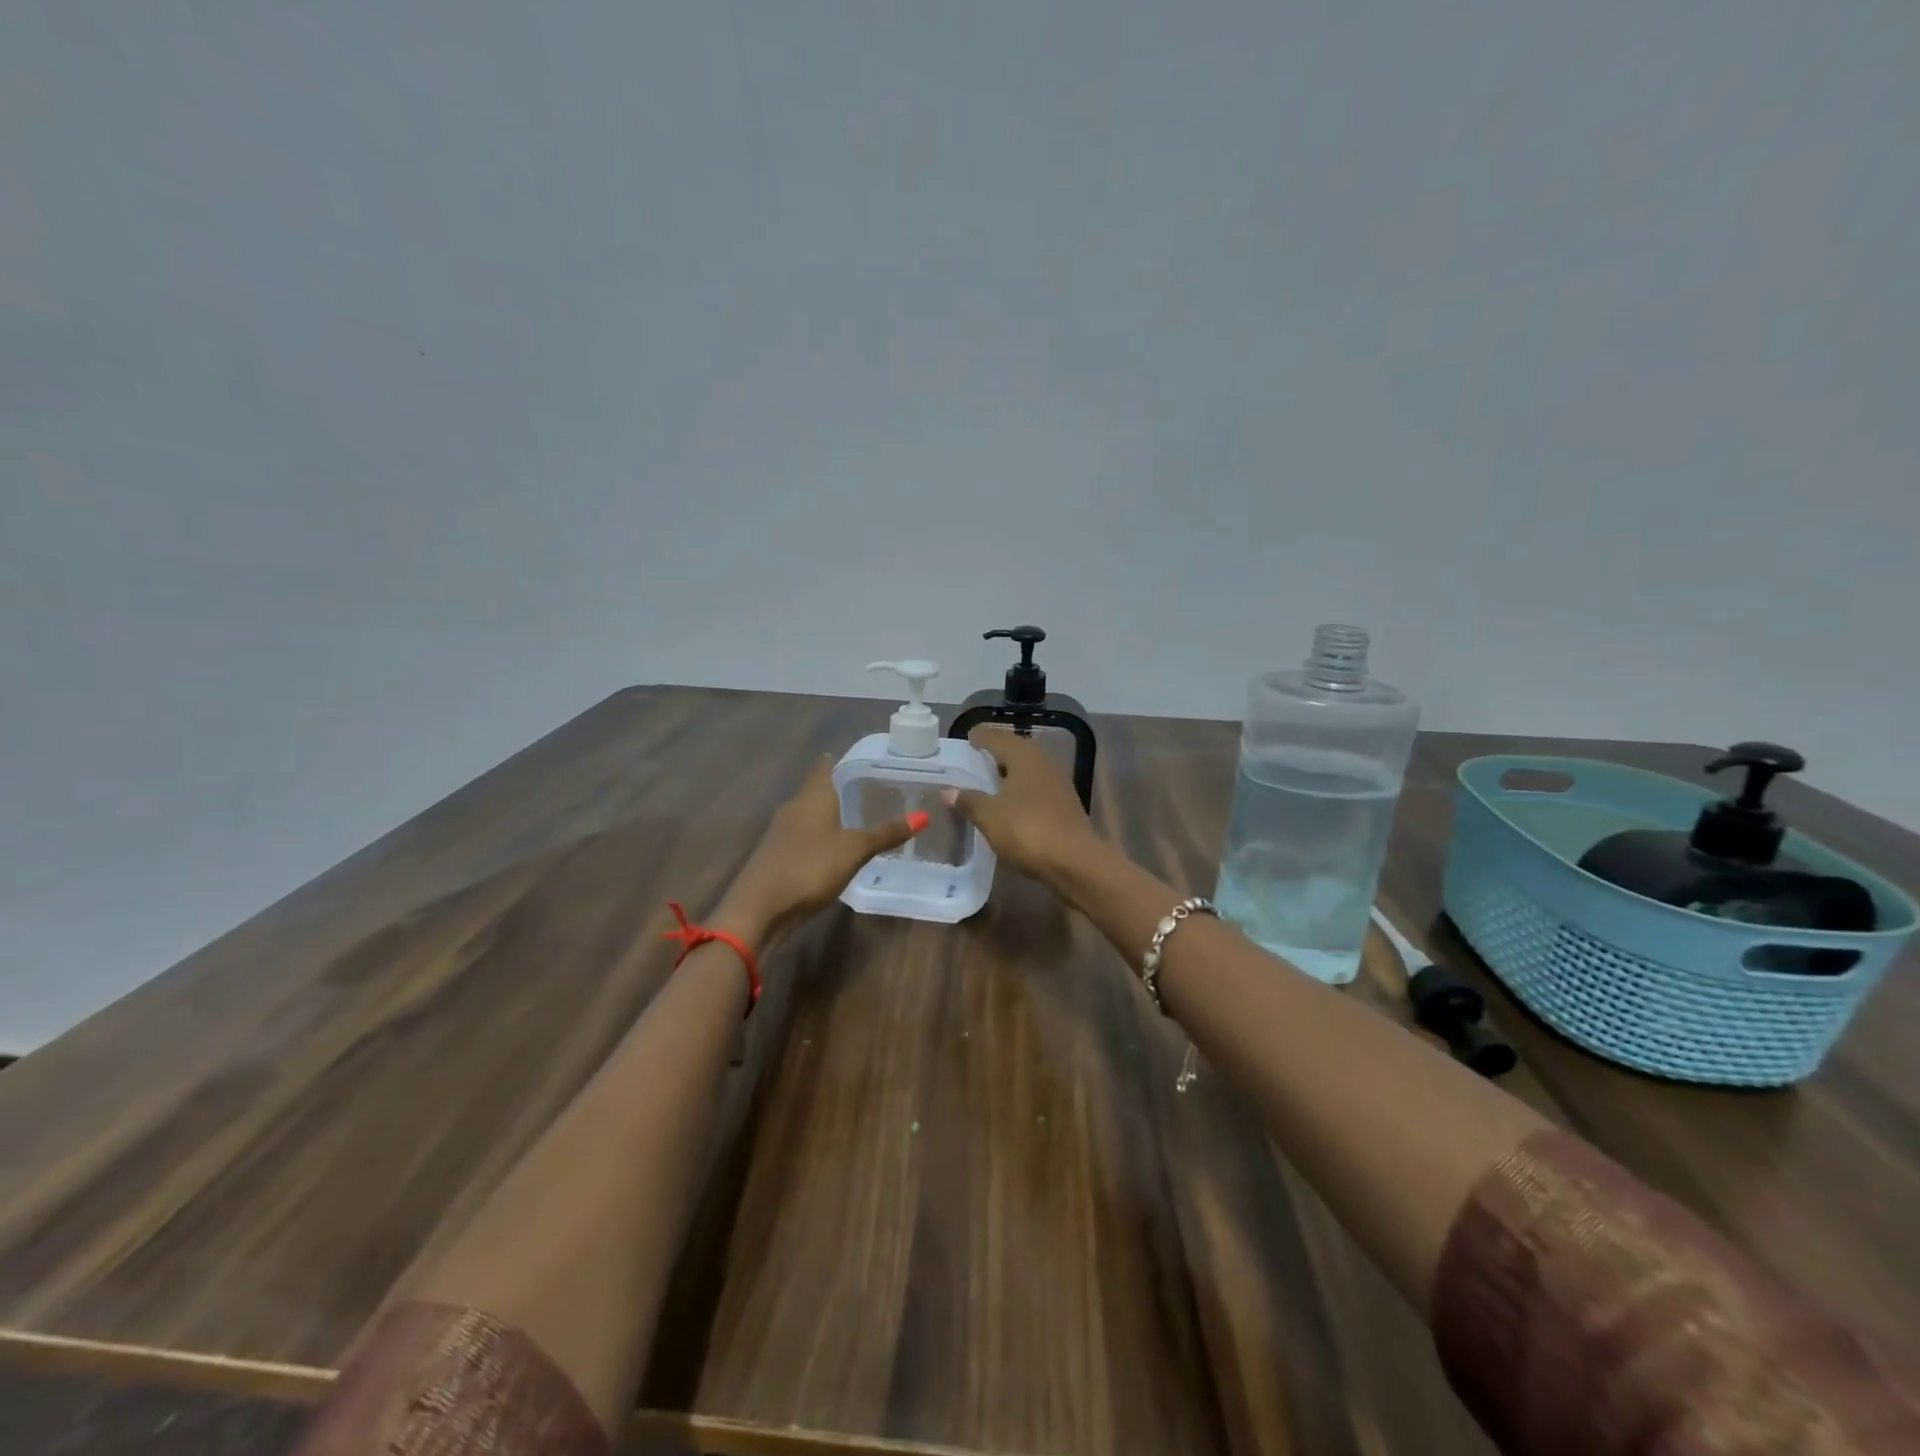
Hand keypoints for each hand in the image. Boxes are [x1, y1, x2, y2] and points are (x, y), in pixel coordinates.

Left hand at [715, 757, 925, 946]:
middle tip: (872, 790)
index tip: (865, 760)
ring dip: (829, 814)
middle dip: (840, 789)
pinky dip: (821, 837)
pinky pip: (804, 837)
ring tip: (858, 818)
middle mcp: (794, 808)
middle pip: (817, 790)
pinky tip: (835, 848)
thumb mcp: (854, 850)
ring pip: (810, 814)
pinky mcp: (777, 856)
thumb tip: (924, 815)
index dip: (842, 761)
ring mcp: (781, 833)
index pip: (825, 767)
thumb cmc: (809, 868)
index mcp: (812, 797)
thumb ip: (886, 833)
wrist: (758, 909)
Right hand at [942, 728, 1105, 896]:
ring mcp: (1058, 784)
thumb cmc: (1028, 831)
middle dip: (996, 752)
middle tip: (976, 757)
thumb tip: (949, 790)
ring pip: (1028, 769)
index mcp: (1024, 756)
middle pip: (1016, 750)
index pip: (998, 737)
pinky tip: (1010, 803)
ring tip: (989, 779)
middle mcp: (1043, 763)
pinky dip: (1020, 790)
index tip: (968, 737)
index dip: (981, 736)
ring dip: (1009, 772)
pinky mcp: (1064, 806)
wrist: (1076, 863)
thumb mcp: (990, 816)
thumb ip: (969, 801)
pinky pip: (1036, 788)